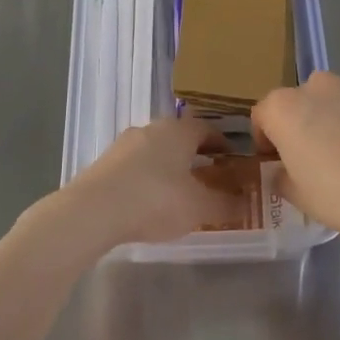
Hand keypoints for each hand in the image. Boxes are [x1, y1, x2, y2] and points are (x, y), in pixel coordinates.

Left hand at [42, 118, 243, 250]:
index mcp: (179, 130)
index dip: (224, 145)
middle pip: (181, 138)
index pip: (208, 129)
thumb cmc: (156, 200)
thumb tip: (246, 203)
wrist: (93, 211)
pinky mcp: (105, 162)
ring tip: (181, 193)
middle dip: (197, 156)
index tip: (234, 162)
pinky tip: (151, 201)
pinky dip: (149, 178)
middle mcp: (152, 128)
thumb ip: (226, 204)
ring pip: (157, 151)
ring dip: (171, 167)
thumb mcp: (200, 207)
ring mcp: (124, 144)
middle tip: (211, 178)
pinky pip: (137, 166)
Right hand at [253, 71, 339, 246]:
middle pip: (304, 101)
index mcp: (285, 107)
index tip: (277, 160)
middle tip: (322, 156)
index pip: (263, 115)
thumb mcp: (299, 197)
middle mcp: (319, 84)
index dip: (267, 138)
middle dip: (308, 122)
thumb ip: (282, 176)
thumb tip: (284, 170)